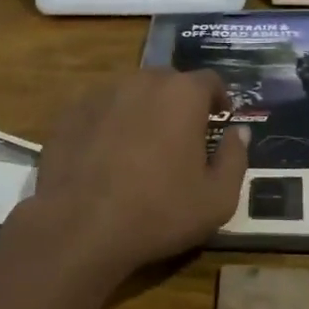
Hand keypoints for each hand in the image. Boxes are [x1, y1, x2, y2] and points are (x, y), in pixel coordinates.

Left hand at [26, 68, 248, 282]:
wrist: (80, 228)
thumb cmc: (158, 213)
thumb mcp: (217, 199)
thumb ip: (235, 158)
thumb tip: (238, 132)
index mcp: (181, 95)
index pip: (209, 80)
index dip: (218, 98)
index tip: (219, 120)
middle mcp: (141, 82)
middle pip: (168, 82)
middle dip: (179, 103)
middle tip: (182, 137)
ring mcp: (101, 94)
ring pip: (131, 93)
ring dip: (143, 111)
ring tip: (142, 146)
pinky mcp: (70, 113)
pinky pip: (101, 110)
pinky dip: (110, 123)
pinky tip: (106, 155)